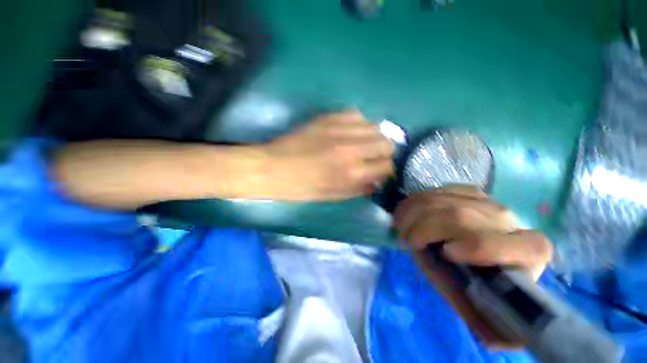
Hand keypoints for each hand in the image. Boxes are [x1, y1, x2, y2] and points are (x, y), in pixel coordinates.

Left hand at [262, 111, 394, 200]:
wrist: (273, 167)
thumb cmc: (301, 188)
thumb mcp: (331, 196)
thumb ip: (358, 189)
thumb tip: (376, 182)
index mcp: (351, 173)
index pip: (386, 166)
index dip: (385, 170)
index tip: (379, 172)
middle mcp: (351, 149)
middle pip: (386, 143)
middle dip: (383, 153)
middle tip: (373, 158)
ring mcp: (339, 129)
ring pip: (374, 126)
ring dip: (373, 138)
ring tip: (362, 144)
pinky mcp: (328, 117)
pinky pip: (356, 114)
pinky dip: (358, 124)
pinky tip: (349, 132)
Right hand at [394, 186, 552, 347]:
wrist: (477, 244)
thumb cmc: (477, 274)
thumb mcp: (473, 298)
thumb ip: (480, 317)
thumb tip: (496, 343)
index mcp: (527, 251)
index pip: (512, 245)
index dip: (479, 247)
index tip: (446, 254)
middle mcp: (509, 220)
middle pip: (460, 217)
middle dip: (424, 229)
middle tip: (405, 241)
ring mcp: (485, 200)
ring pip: (440, 200)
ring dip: (411, 214)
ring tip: (402, 228)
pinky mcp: (466, 190)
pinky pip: (434, 192)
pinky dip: (414, 203)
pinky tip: (408, 214)